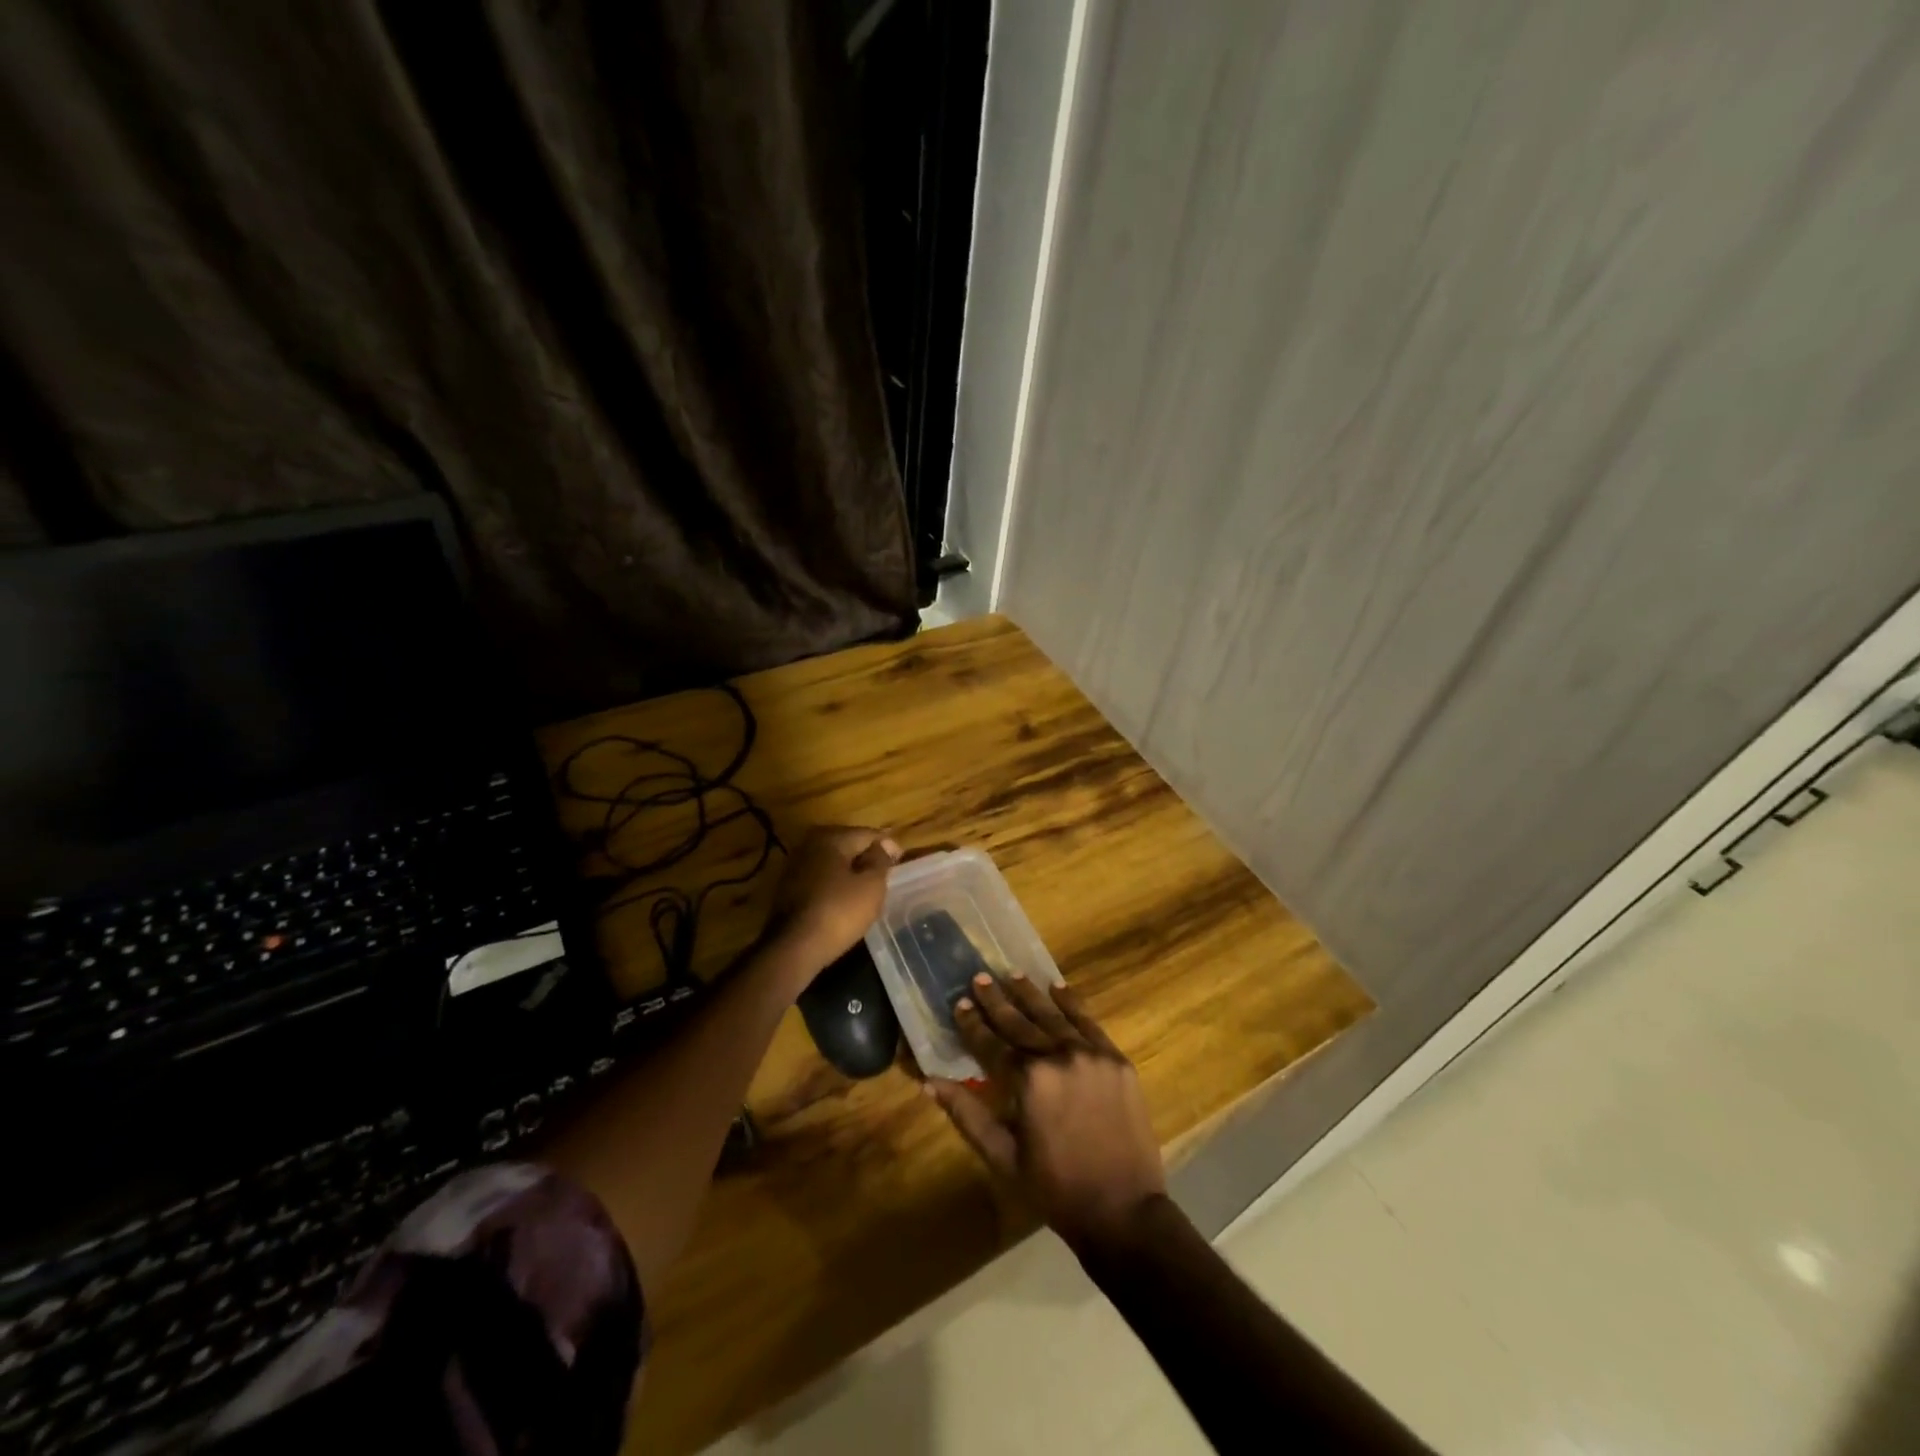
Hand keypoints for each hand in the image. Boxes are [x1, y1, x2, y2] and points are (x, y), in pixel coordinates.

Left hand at [766, 826, 899, 973]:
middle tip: (886, 876)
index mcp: (831, 837)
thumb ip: (881, 860)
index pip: (868, 834)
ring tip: (868, 891)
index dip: (888, 847)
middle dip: (867, 858)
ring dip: (850, 873)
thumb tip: (885, 845)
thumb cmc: (839, 912)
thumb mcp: (871, 885)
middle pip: (848, 846)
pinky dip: (835, 886)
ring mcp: (795, 866)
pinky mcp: (788, 889)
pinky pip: (820, 879)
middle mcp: (809, 844)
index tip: (902, 863)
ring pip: (833, 864)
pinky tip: (845, 901)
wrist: (794, 948)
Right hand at [925, 973, 1165, 1249]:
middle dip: (996, 1000)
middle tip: (979, 977)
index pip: (991, 1043)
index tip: (959, 1003)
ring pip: (1053, 1015)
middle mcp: (1058, 1056)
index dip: (972, 1024)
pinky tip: (1058, 987)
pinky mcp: (1116, 1059)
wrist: (1124, 1211)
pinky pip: (1088, 1022)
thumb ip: (968, 1114)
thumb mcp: (1003, 1157)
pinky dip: (1071, 1003)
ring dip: (1030, 994)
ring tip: (1012, 974)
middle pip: (1020, 1022)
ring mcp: (1091, 1054)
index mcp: (1028, 1080)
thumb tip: (930, 1083)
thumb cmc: (1055, 1189)